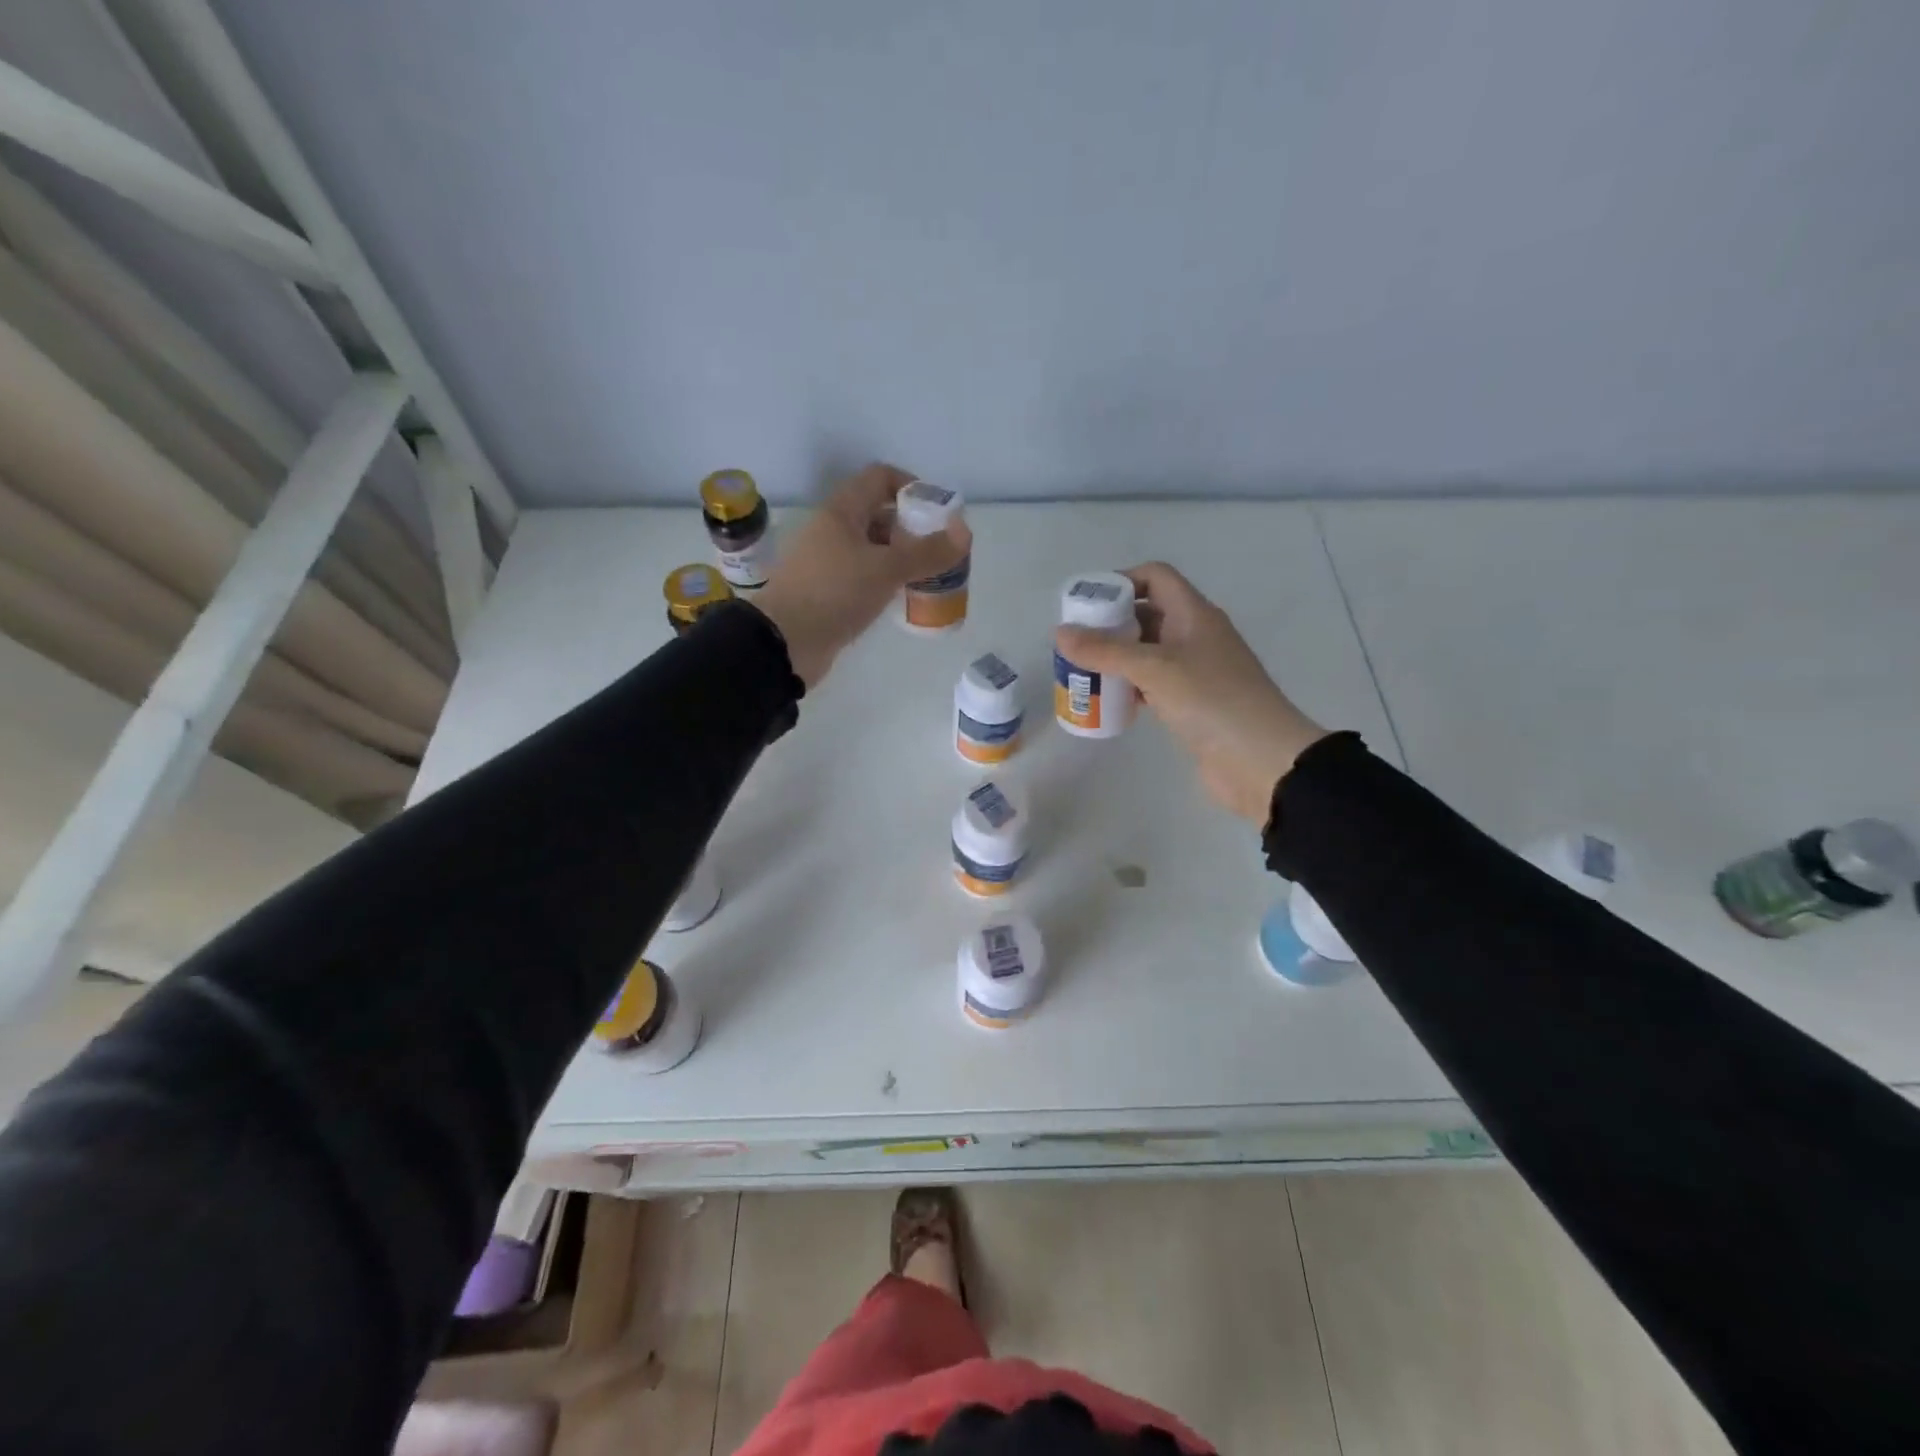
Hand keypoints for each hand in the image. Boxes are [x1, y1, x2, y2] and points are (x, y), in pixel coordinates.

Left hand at [753, 463, 970, 687]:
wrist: (783, 643)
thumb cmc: (834, 594)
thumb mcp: (886, 569)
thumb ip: (927, 552)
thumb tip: (965, 532)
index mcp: (842, 512)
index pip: (880, 478)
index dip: (912, 487)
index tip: (939, 513)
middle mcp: (833, 531)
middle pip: (880, 515)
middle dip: (914, 529)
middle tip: (942, 551)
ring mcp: (828, 563)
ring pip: (873, 549)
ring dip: (902, 558)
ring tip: (932, 577)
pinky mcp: (828, 593)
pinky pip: (865, 577)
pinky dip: (887, 582)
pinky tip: (905, 599)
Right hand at [1054, 562, 1327, 822]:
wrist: (1262, 761)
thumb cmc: (1211, 701)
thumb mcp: (1154, 669)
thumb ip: (1105, 650)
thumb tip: (1060, 633)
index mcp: (1194, 614)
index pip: (1155, 577)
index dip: (1121, 581)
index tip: (1086, 604)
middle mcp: (1195, 636)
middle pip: (1147, 614)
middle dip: (1109, 624)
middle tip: (1074, 643)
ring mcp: (1195, 671)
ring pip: (1147, 652)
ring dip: (1115, 659)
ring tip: (1081, 672)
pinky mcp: (1191, 704)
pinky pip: (1152, 684)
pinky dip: (1129, 687)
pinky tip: (1107, 701)